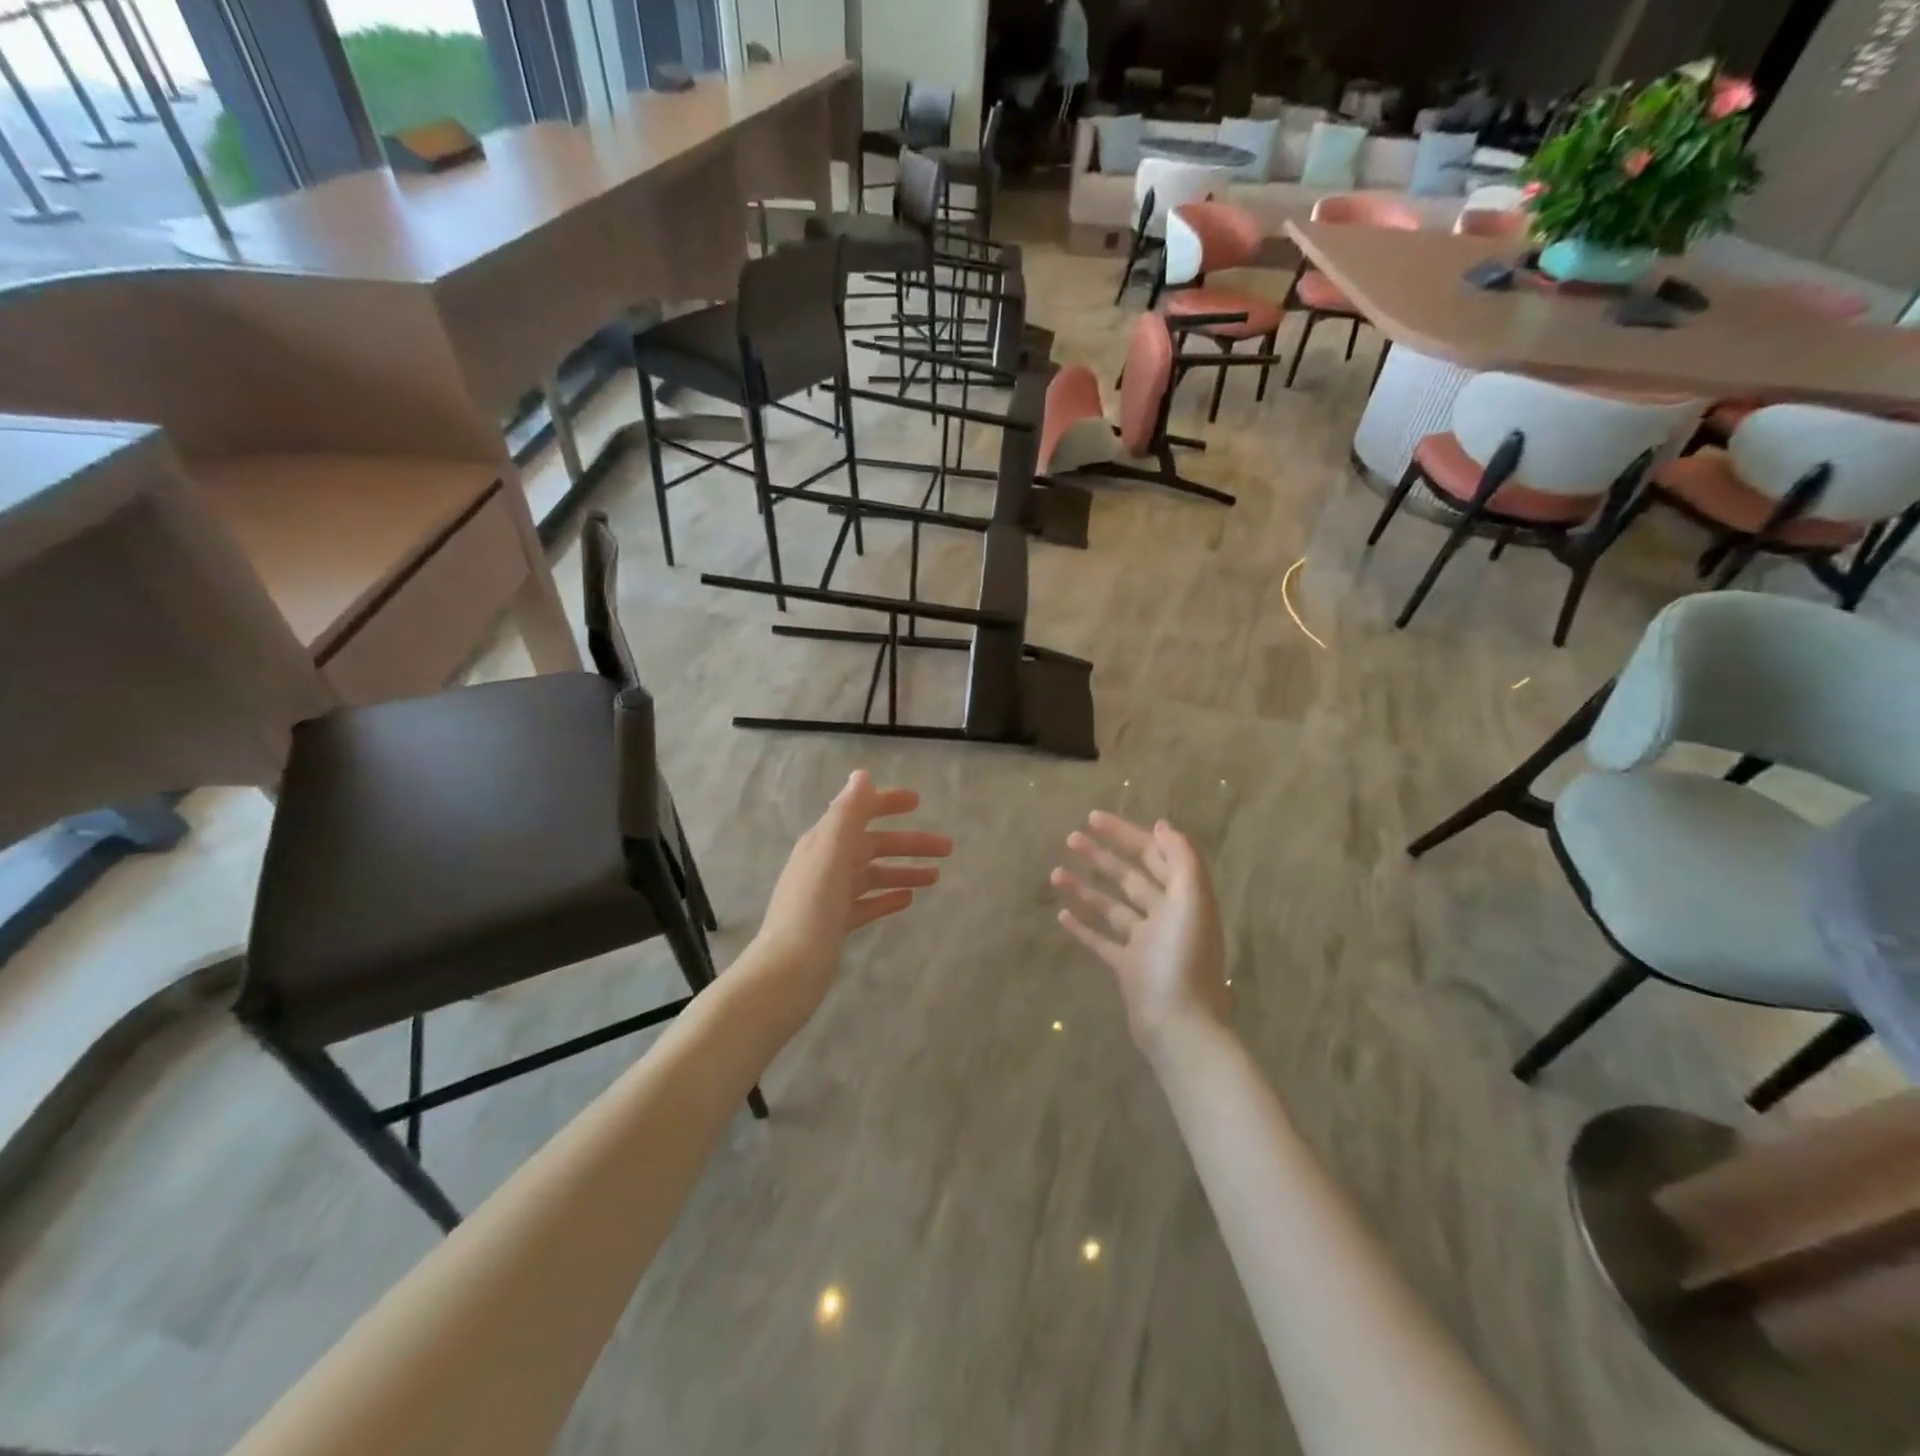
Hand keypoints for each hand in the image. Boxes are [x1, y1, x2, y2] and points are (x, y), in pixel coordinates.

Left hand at [752, 771, 951, 1012]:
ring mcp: (829, 896)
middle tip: (947, 848)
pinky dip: (886, 897)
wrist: (787, 973)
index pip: (857, 812)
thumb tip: (862, 775)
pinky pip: (866, 902)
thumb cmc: (811, 910)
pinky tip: (908, 900)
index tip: (918, 802)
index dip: (886, 803)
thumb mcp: (830, 855)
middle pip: (872, 845)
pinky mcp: (834, 924)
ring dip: (903, 870)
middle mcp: (824, 864)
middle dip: (908, 843)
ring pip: (872, 874)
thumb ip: (847, 815)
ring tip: (936, 877)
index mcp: (822, 843)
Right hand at [1051, 812, 1228, 1054]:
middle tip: (1071, 837)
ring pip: (1112, 906)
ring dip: (1086, 887)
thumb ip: (1182, 860)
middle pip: (1132, 877)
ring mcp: (1145, 943)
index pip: (1154, 855)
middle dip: (1103, 855)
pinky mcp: (1127, 969)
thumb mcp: (1192, 902)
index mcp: (1184, 898)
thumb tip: (1163, 826)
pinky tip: (1061, 914)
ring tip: (1055, 873)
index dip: (1127, 834)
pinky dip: (1083, 926)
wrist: (1179, 1027)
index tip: (1095, 818)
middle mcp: (1165, 916)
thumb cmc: (1184, 960)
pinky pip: (1102, 941)